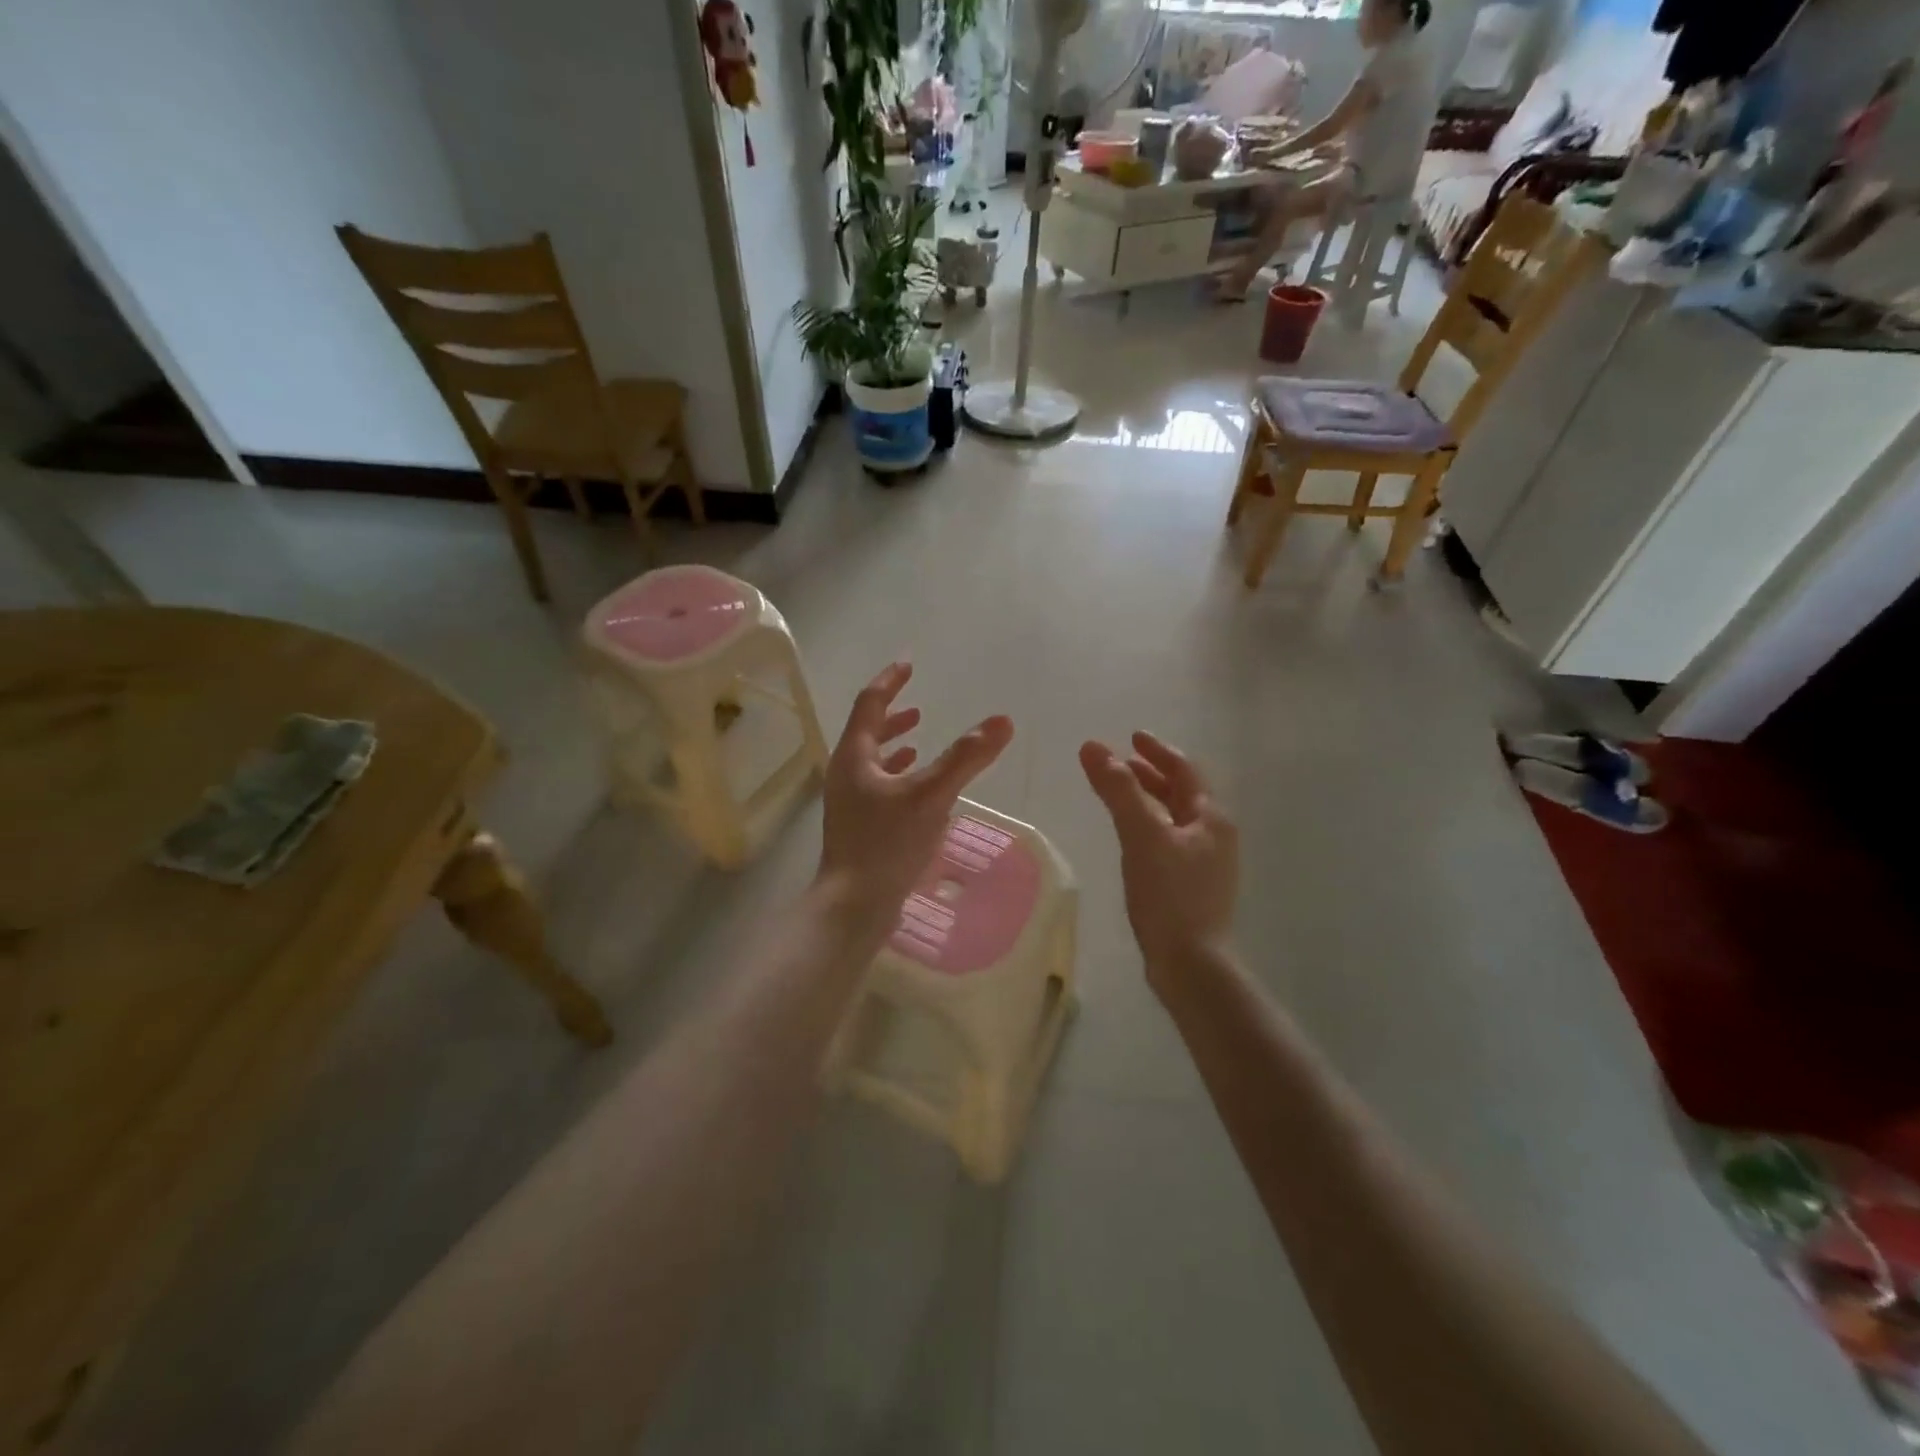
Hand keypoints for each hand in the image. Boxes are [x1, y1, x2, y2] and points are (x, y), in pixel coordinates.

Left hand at [817, 662, 1013, 935]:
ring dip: (894, 744)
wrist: (854, 905)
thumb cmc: (887, 844)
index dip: (890, 681)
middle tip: (917, 703)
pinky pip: (878, 786)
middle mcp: (847, 773)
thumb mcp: (932, 795)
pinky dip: (898, 775)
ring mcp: (850, 802)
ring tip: (918, 737)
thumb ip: (966, 757)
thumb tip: (1002, 721)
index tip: (908, 664)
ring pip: (872, 760)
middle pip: (867, 731)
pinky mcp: (859, 826)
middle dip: (892, 714)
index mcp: (855, 756)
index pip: (870, 703)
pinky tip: (917, 787)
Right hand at [1079, 732, 1238, 994]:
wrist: (1191, 964)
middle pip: (1183, 793)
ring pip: (1176, 818)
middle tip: (1121, 763)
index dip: (1157, 751)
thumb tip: (1093, 747)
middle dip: (1151, 774)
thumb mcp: (1141, 835)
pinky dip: (1149, 826)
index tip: (1132, 736)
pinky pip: (1170, 841)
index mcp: (1210, 818)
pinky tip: (1130, 838)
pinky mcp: (1193, 887)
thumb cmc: (1169, 895)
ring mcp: (1206, 863)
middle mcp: (1214, 835)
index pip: (1185, 770)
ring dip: (1149, 799)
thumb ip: (1118, 790)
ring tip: (1121, 794)